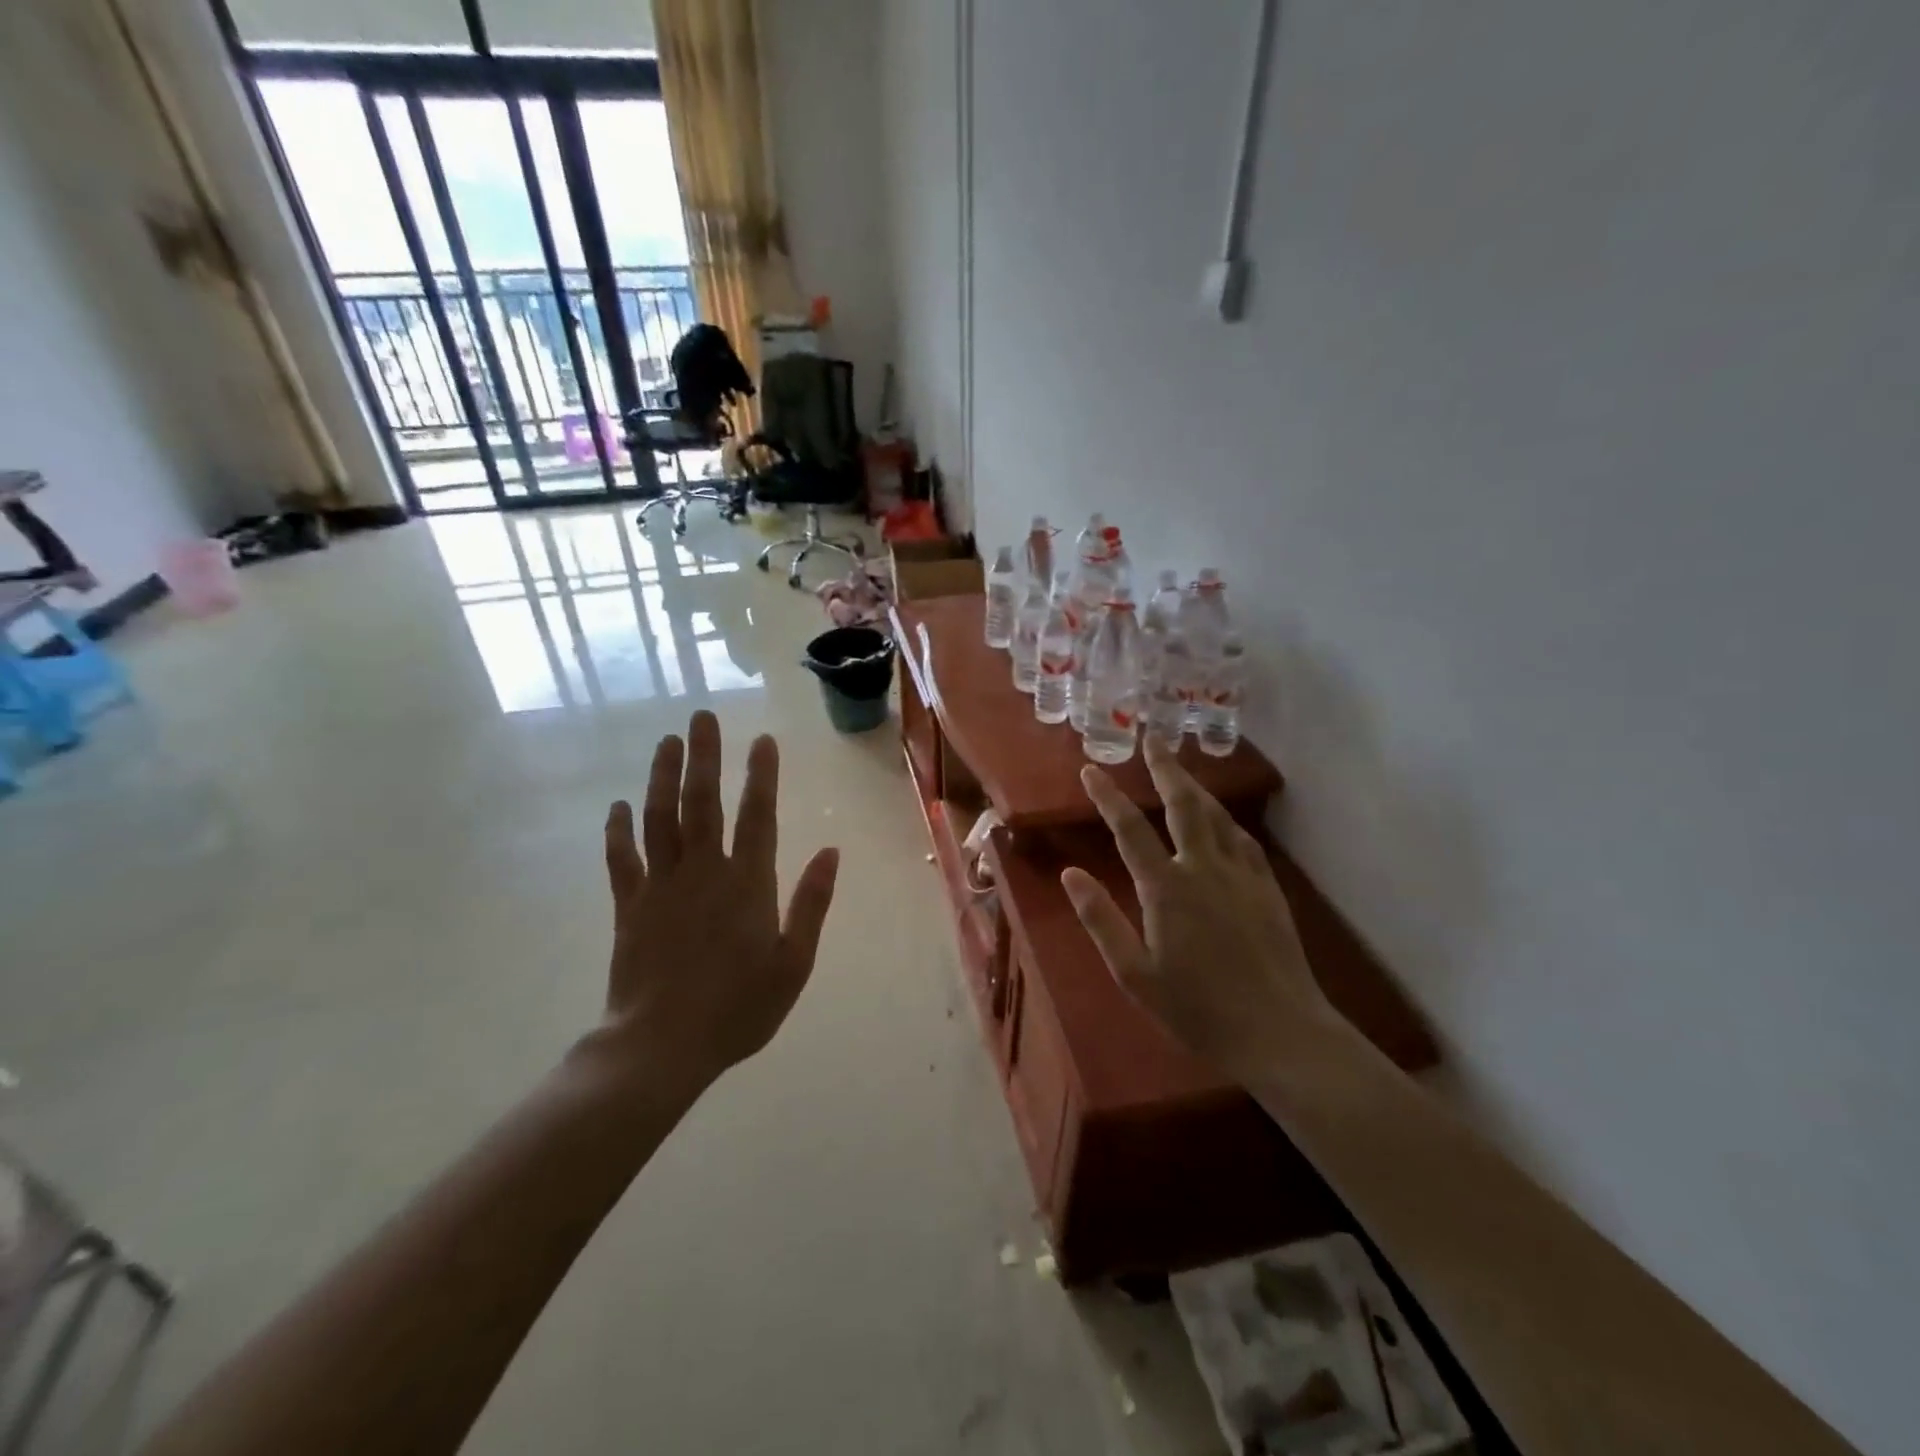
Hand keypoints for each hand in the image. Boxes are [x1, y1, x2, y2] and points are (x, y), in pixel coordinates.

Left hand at [596, 711, 839, 1090]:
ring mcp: (661, 886)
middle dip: (705, 757)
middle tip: (702, 717)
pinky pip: (622, 859)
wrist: (660, 1048)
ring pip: (660, 818)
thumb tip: (831, 852)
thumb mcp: (793, 963)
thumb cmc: (738, 1009)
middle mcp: (704, 872)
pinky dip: (618, 830)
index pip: (758, 816)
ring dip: (663, 777)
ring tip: (667, 742)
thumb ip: (811, 904)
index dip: (761, 776)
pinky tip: (618, 806)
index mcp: (748, 884)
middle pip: (703, 802)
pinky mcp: (629, 906)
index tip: (763, 740)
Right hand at [1062, 737, 1337, 1082]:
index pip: (1130, 830)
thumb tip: (1070, 874)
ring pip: (1217, 816)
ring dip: (1196, 787)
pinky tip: (1222, 820)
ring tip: (1181, 769)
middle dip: (1165, 769)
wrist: (1279, 1032)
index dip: (1108, 797)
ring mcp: (1241, 876)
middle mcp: (1204, 869)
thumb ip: (1100, 919)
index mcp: (1166, 889)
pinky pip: (1243, 840)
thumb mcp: (1134, 974)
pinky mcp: (1268, 889)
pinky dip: (1226, 820)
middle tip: (1153, 739)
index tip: (1090, 769)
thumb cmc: (1197, 1009)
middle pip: (1183, 805)